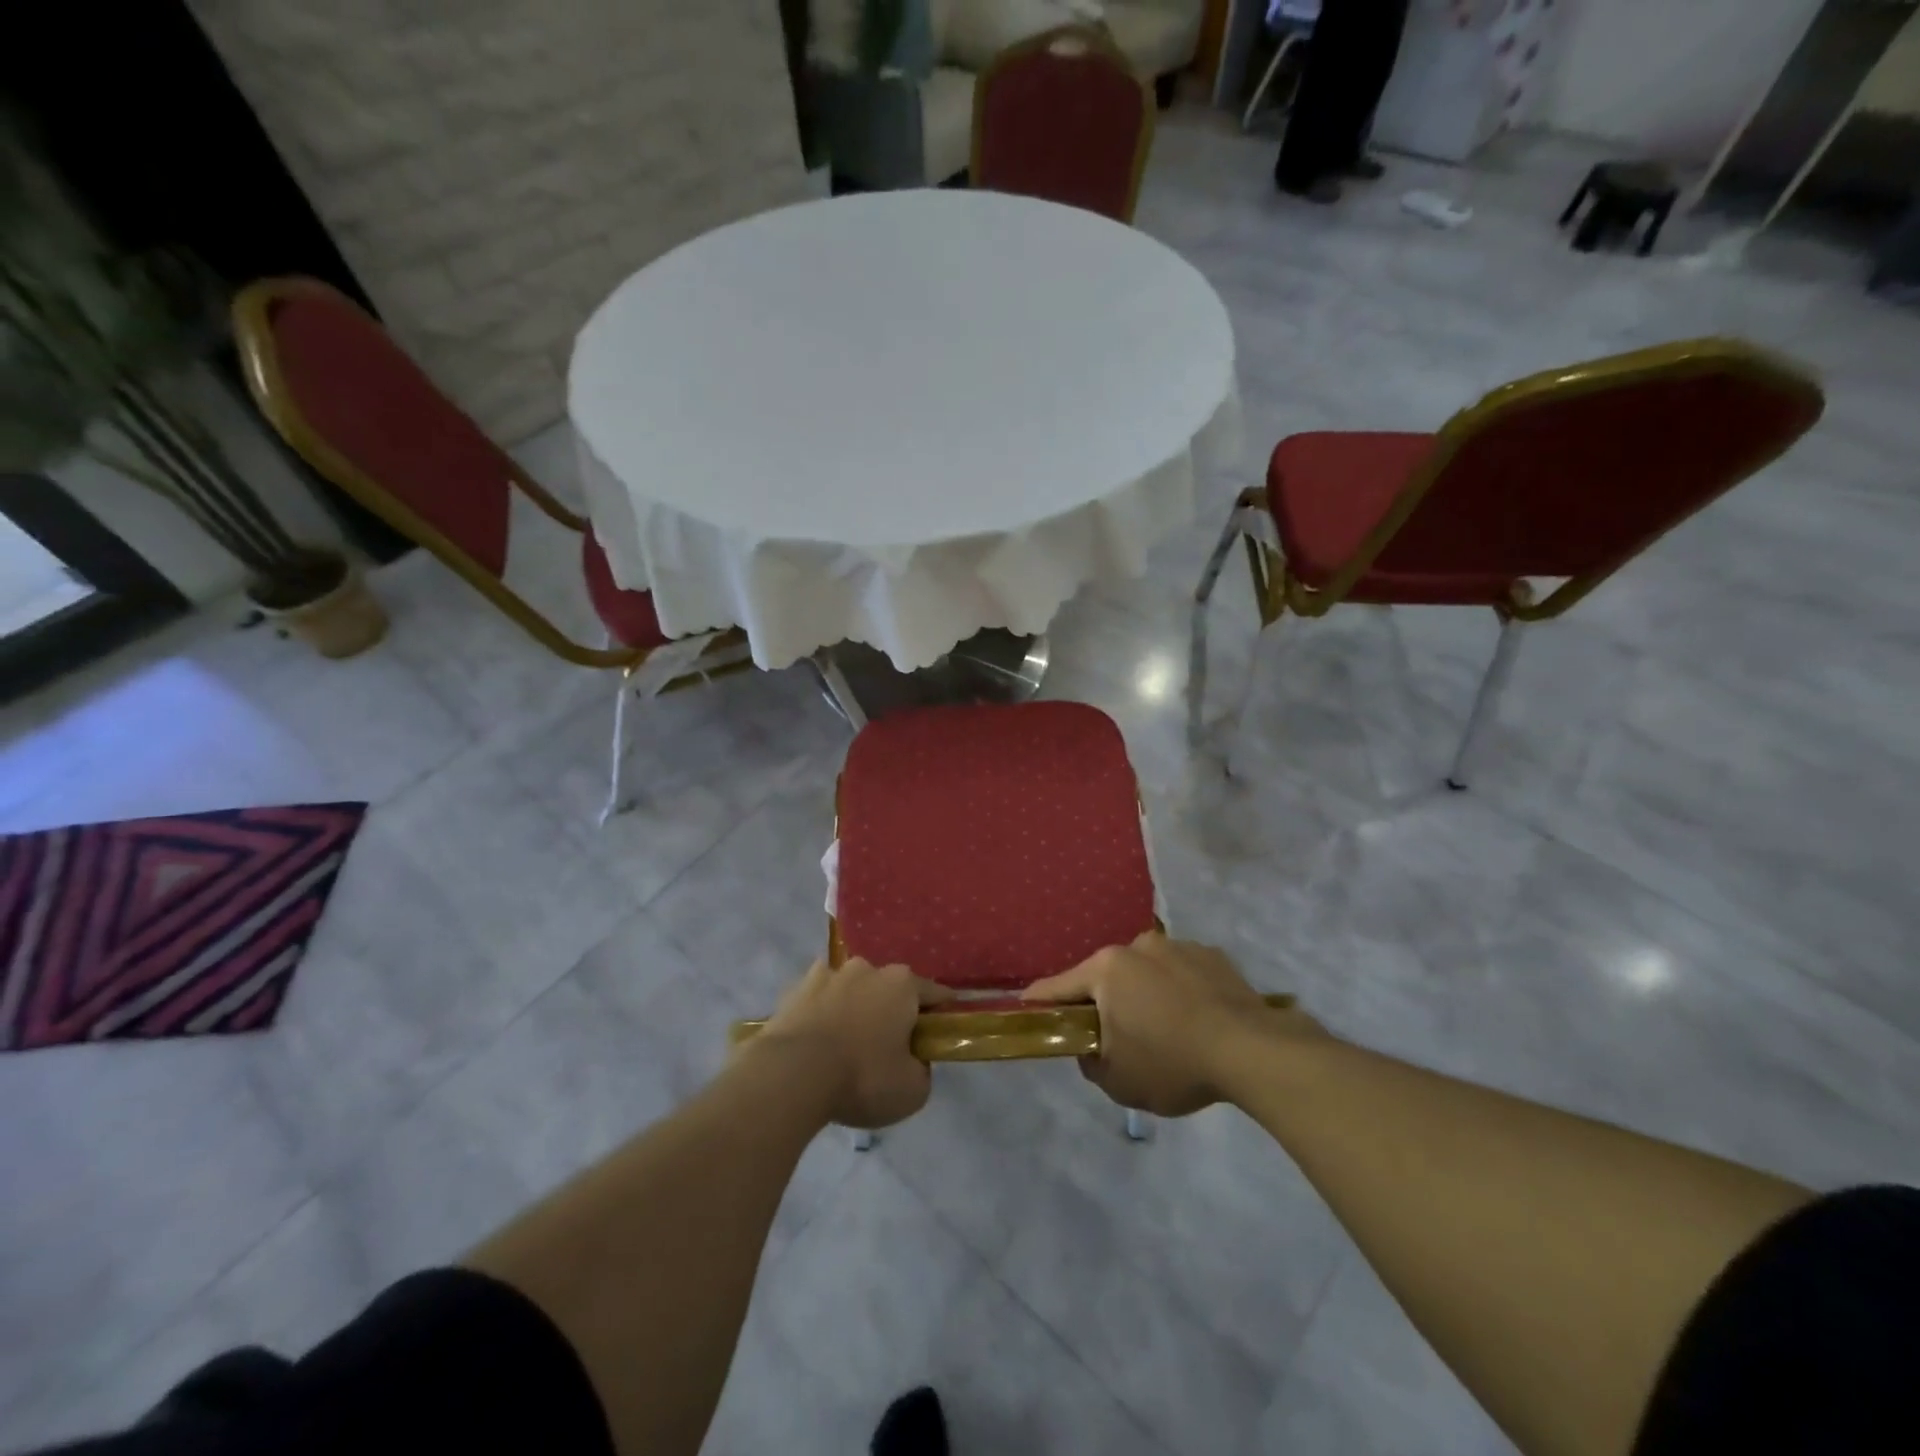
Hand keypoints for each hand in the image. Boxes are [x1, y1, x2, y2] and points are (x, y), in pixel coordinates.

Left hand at [755, 959, 951, 1129]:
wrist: (792, 1075)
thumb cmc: (862, 1078)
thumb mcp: (912, 1090)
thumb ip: (922, 1069)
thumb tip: (914, 1060)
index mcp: (902, 984)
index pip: (934, 992)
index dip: (941, 1011)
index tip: (942, 1028)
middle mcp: (867, 969)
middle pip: (888, 987)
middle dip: (891, 1009)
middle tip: (889, 1044)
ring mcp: (827, 974)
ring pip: (850, 988)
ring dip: (853, 1007)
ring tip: (846, 1042)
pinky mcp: (794, 989)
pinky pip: (817, 999)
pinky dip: (821, 1013)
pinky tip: (816, 1039)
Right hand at [1023, 933, 1321, 1115]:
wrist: (1253, 1051)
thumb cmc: (1172, 1063)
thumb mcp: (1117, 1081)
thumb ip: (1090, 1061)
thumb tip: (1092, 1048)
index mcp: (1106, 970)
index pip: (1058, 987)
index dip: (1039, 1002)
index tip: (1025, 1008)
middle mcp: (1137, 946)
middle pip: (1106, 977)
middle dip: (1105, 1003)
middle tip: (1115, 1037)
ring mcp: (1177, 946)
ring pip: (1146, 973)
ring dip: (1145, 995)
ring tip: (1167, 1032)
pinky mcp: (1212, 955)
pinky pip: (1182, 975)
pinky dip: (1180, 993)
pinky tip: (1197, 1022)